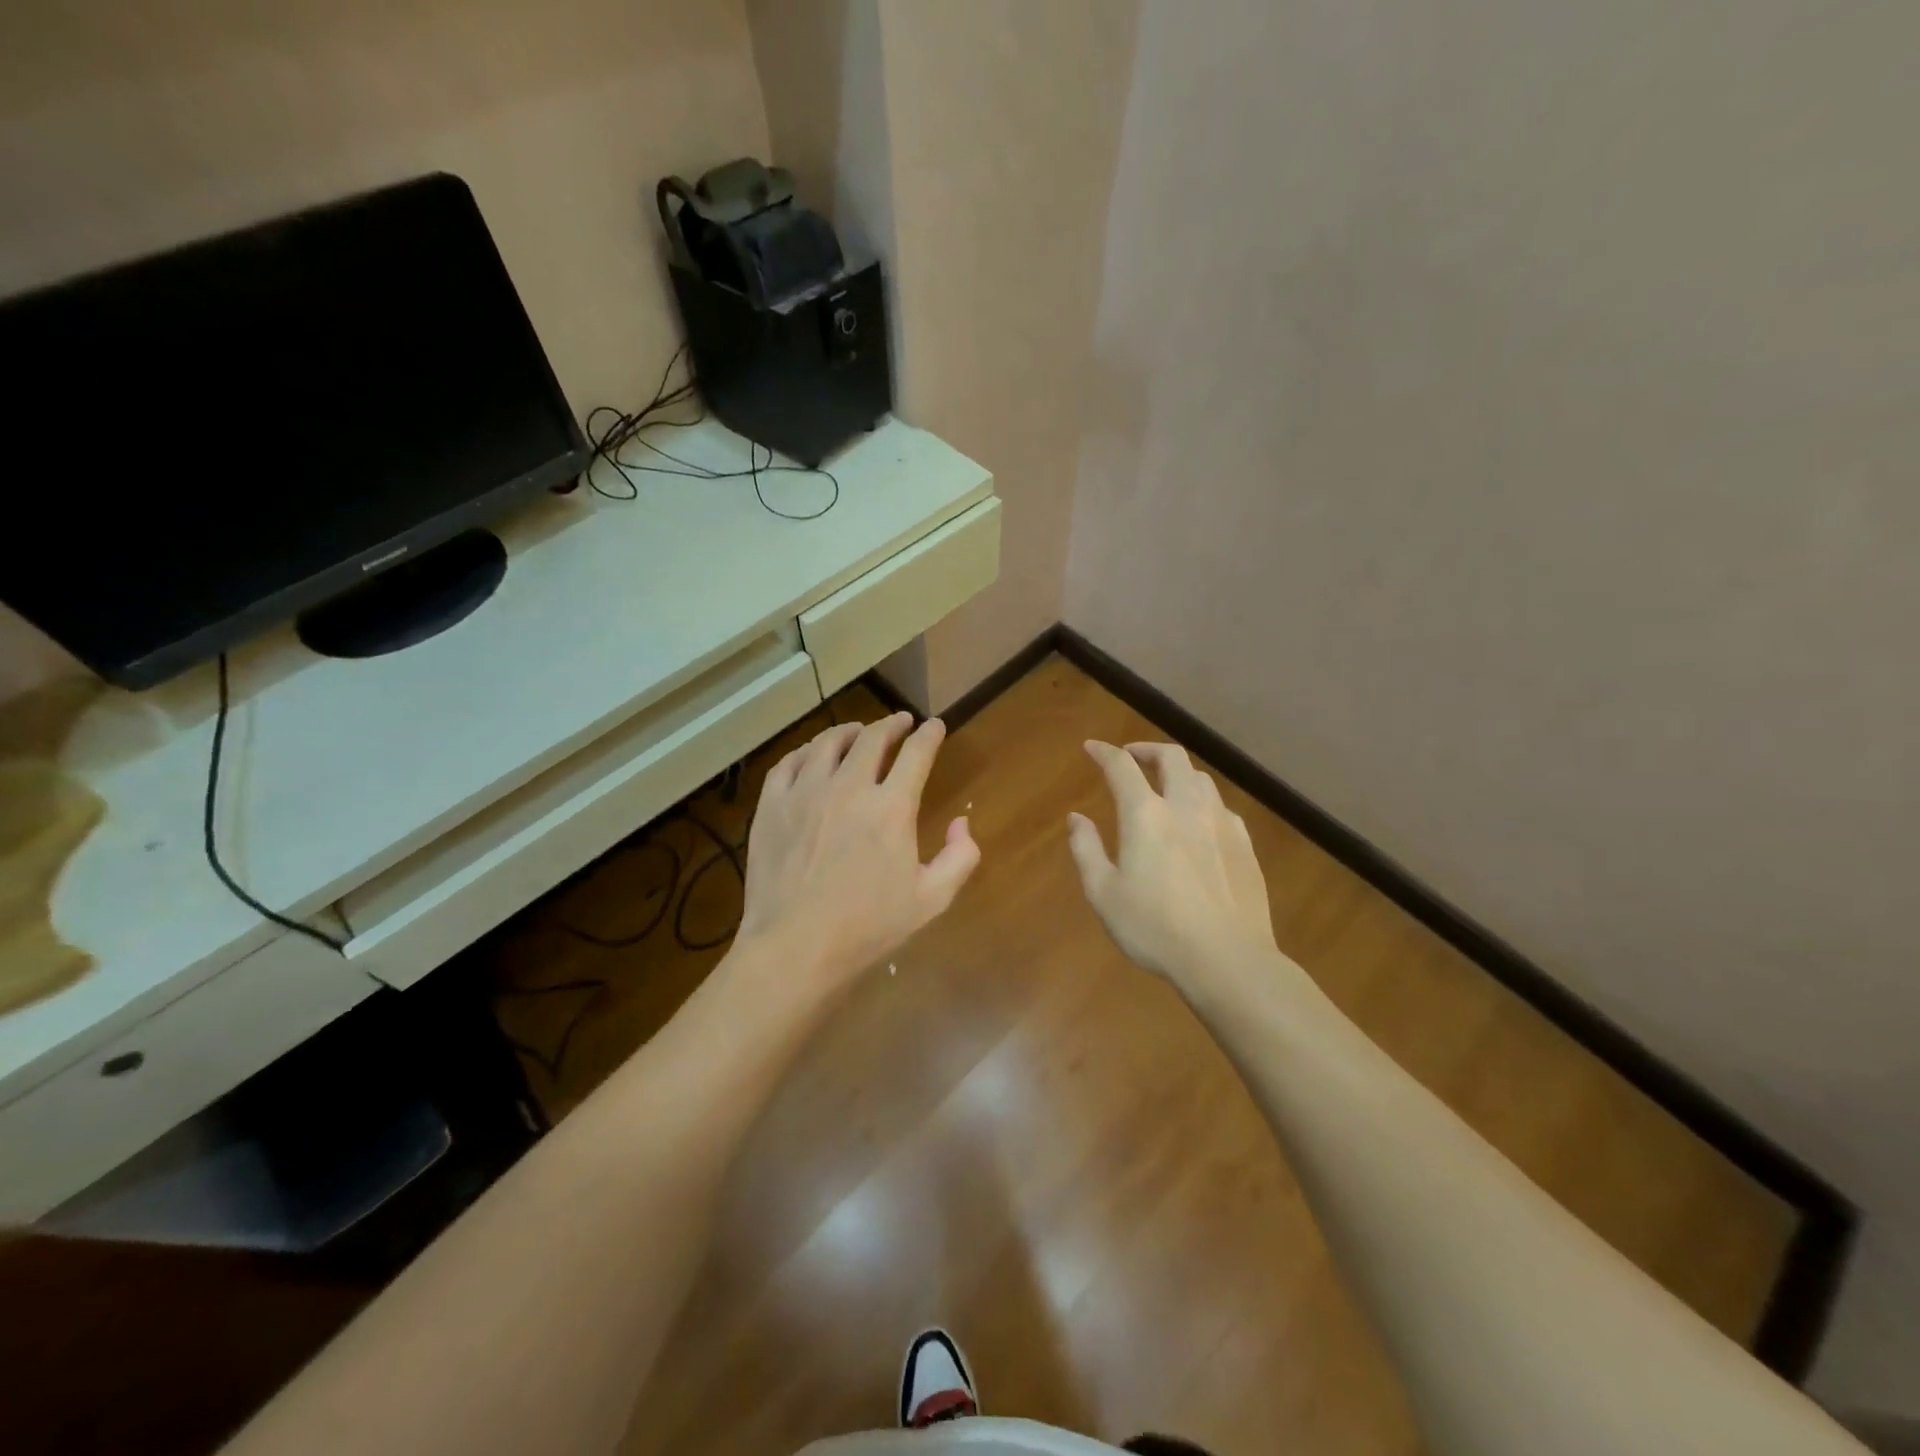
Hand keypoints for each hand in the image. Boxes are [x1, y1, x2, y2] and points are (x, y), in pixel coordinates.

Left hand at [737, 712, 979, 989]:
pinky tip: (812, 755)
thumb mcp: (932, 900)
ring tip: (858, 732)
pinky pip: (788, 762)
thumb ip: (959, 857)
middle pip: (873, 738)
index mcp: (891, 808)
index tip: (935, 726)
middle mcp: (849, 787)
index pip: (916, 754)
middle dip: (892, 724)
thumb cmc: (867, 928)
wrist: (795, 948)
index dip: (929, 735)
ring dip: (850, 731)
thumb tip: (961, 822)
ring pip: (828, 742)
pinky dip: (805, 751)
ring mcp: (804, 793)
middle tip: (900, 723)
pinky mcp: (771, 806)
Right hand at [1067, 741, 1279, 989]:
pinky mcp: (1244, 844)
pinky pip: (1221, 807)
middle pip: (1171, 757)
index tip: (1092, 748)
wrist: (1227, 959)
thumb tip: (1076, 818)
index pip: (1121, 766)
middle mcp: (1185, 806)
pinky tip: (1198, 823)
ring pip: (1200, 778)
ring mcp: (1221, 823)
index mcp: (1146, 814)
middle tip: (1132, 758)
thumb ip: (1086, 849)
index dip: (1104, 752)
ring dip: (1177, 773)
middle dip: (1147, 750)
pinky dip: (1202, 802)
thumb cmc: (1154, 928)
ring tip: (1165, 788)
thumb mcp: (1104, 894)